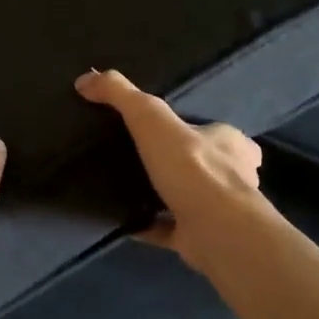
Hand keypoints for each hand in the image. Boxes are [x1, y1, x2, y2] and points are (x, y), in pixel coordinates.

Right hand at [74, 68, 265, 268]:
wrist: (216, 231)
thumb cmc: (192, 167)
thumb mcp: (150, 117)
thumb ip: (121, 95)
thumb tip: (85, 79)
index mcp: (230, 143)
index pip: (218, 131)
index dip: (197, 128)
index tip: (168, 130)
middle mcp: (233, 177)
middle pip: (207, 166)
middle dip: (181, 164)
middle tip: (142, 159)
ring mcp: (220, 212)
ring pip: (191, 199)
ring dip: (167, 196)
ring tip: (129, 188)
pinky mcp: (203, 239)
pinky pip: (171, 230)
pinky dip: (151, 226)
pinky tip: (126, 222)